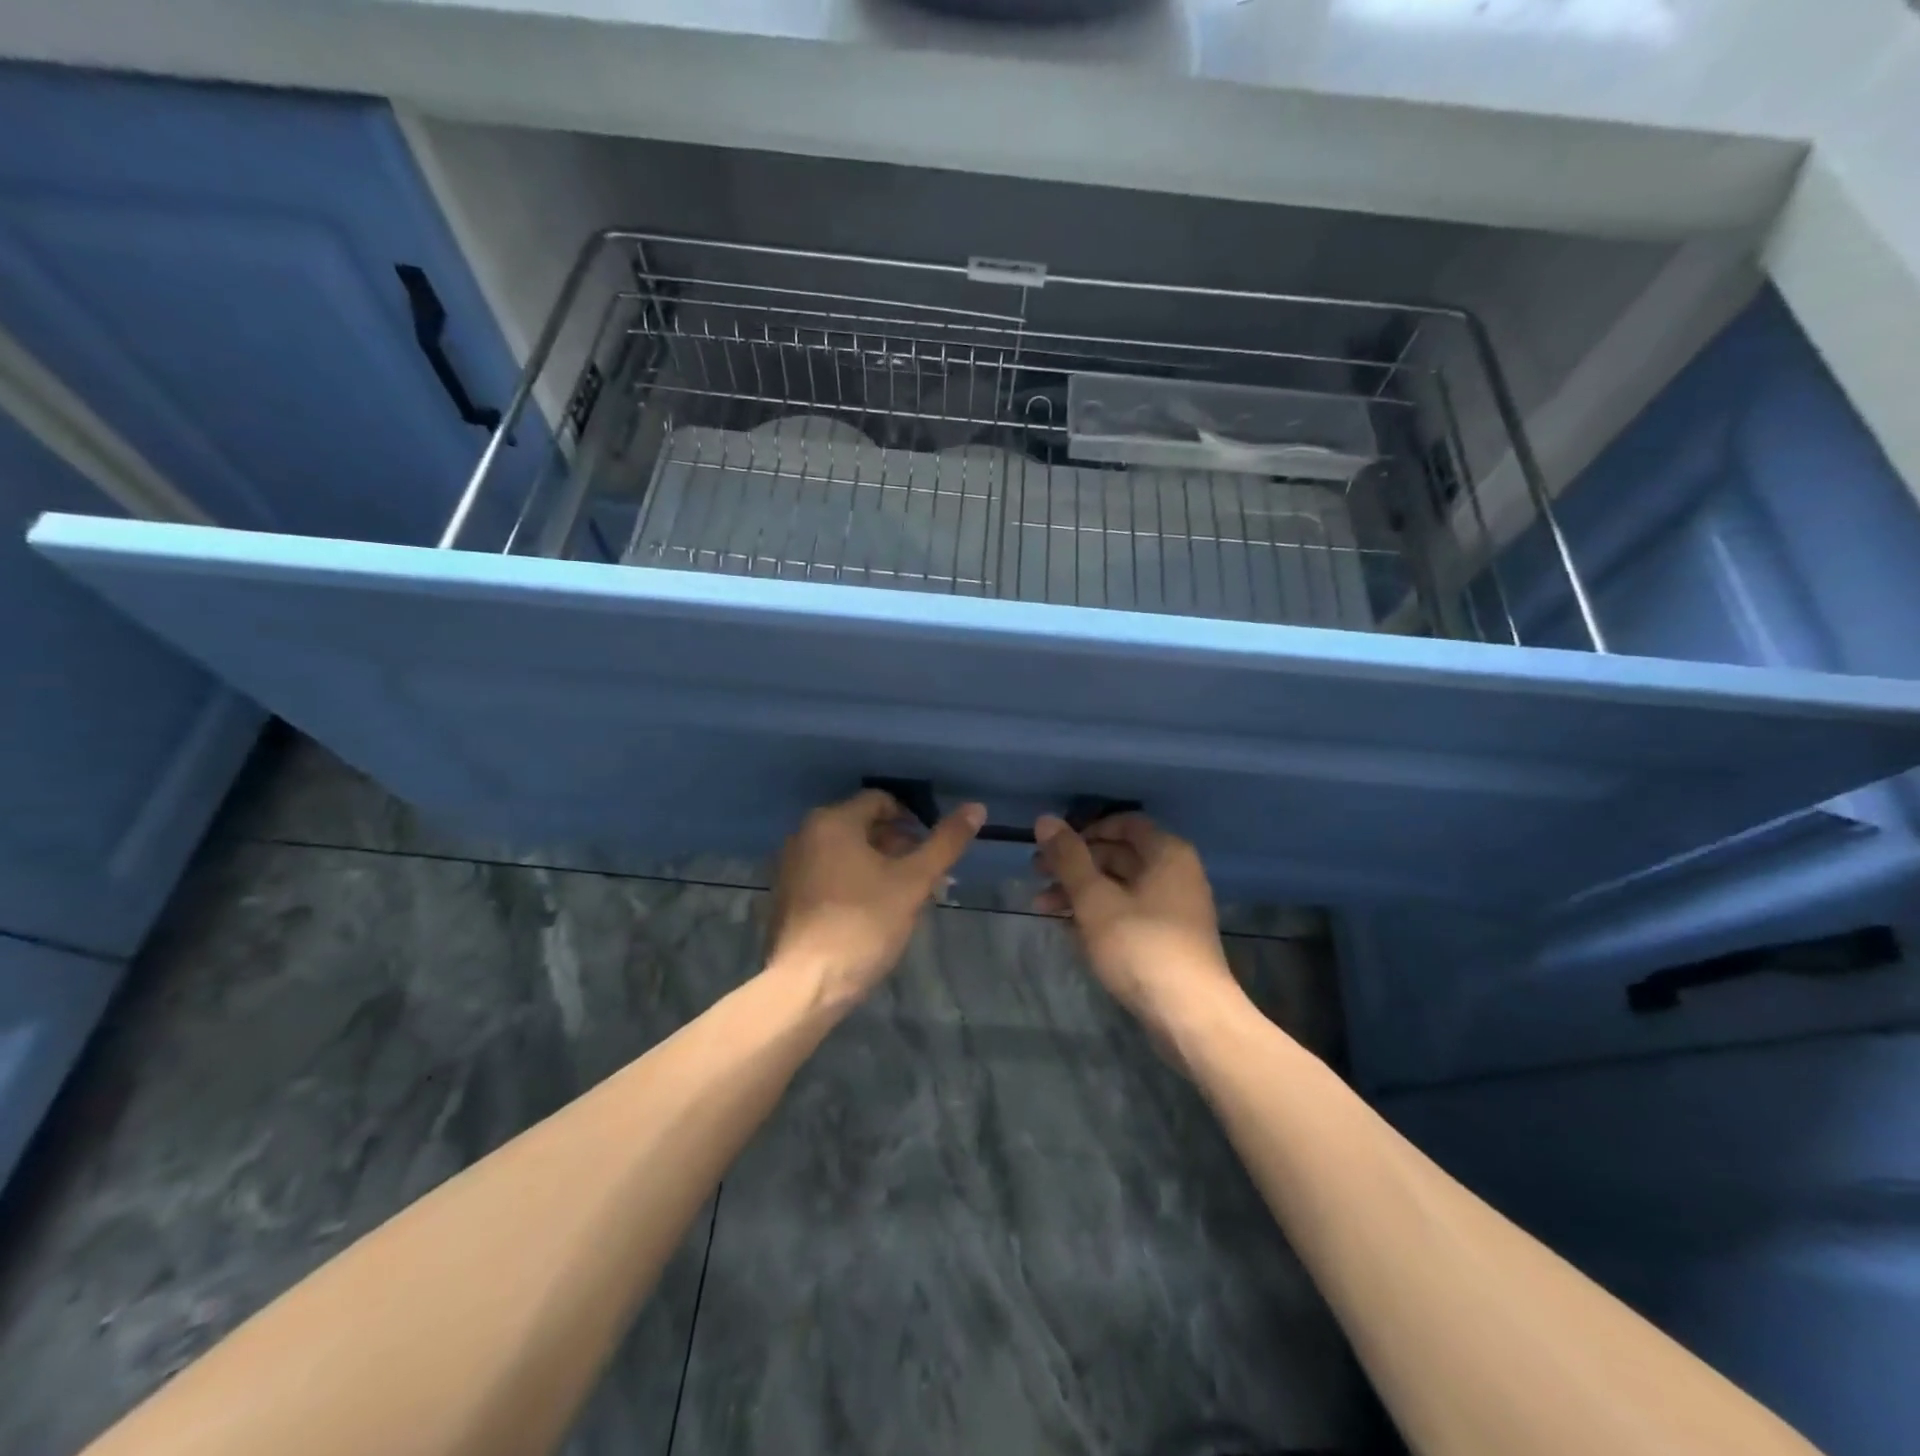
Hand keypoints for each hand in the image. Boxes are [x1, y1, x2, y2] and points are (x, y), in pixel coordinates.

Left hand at [767, 789, 984, 1011]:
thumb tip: (976, 807)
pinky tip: (873, 911)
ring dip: (879, 864)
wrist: (806, 985)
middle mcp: (805, 834)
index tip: (931, 847)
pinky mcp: (788, 895)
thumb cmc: (862, 924)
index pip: (880, 800)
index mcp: (832, 821)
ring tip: (905, 895)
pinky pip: (828, 873)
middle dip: (898, 844)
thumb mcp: (912, 882)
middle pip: (862, 825)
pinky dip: (854, 881)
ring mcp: (791, 866)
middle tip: (925, 875)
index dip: (912, 819)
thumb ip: (945, 843)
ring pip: (846, 852)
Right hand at [1033, 813, 1246, 1043]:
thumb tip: (1044, 819)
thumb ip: (1068, 858)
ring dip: (1079, 892)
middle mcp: (1175, 873)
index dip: (1085, 830)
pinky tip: (1067, 928)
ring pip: (1119, 887)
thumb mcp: (1095, 898)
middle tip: (1035, 875)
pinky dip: (1098, 914)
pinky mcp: (1168, 939)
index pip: (1124, 823)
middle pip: (1118, 854)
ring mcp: (1174, 908)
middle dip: (1074, 864)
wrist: (1190, 1015)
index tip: (1053, 847)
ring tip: (1041, 907)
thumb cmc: (1140, 946)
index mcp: (1166, 853)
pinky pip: (1127, 913)